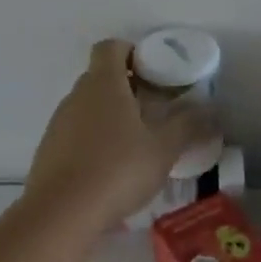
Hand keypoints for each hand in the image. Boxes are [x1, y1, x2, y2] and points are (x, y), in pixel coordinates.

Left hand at [22, 39, 216, 236]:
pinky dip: (94, 142)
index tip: (154, 73)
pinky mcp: (48, 152)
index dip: (132, 52)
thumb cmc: (117, 170)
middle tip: (155, 111)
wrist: (61, 214)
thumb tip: (211, 110)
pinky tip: (111, 171)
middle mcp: (76, 96)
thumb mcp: (164, 149)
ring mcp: (58, 124)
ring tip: (136, 145)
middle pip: (100, 78)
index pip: (111, 47)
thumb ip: (188, 125)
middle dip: (127, 88)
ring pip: (88, 108)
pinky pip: (76, 134)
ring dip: (110, 117)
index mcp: (103, 84)